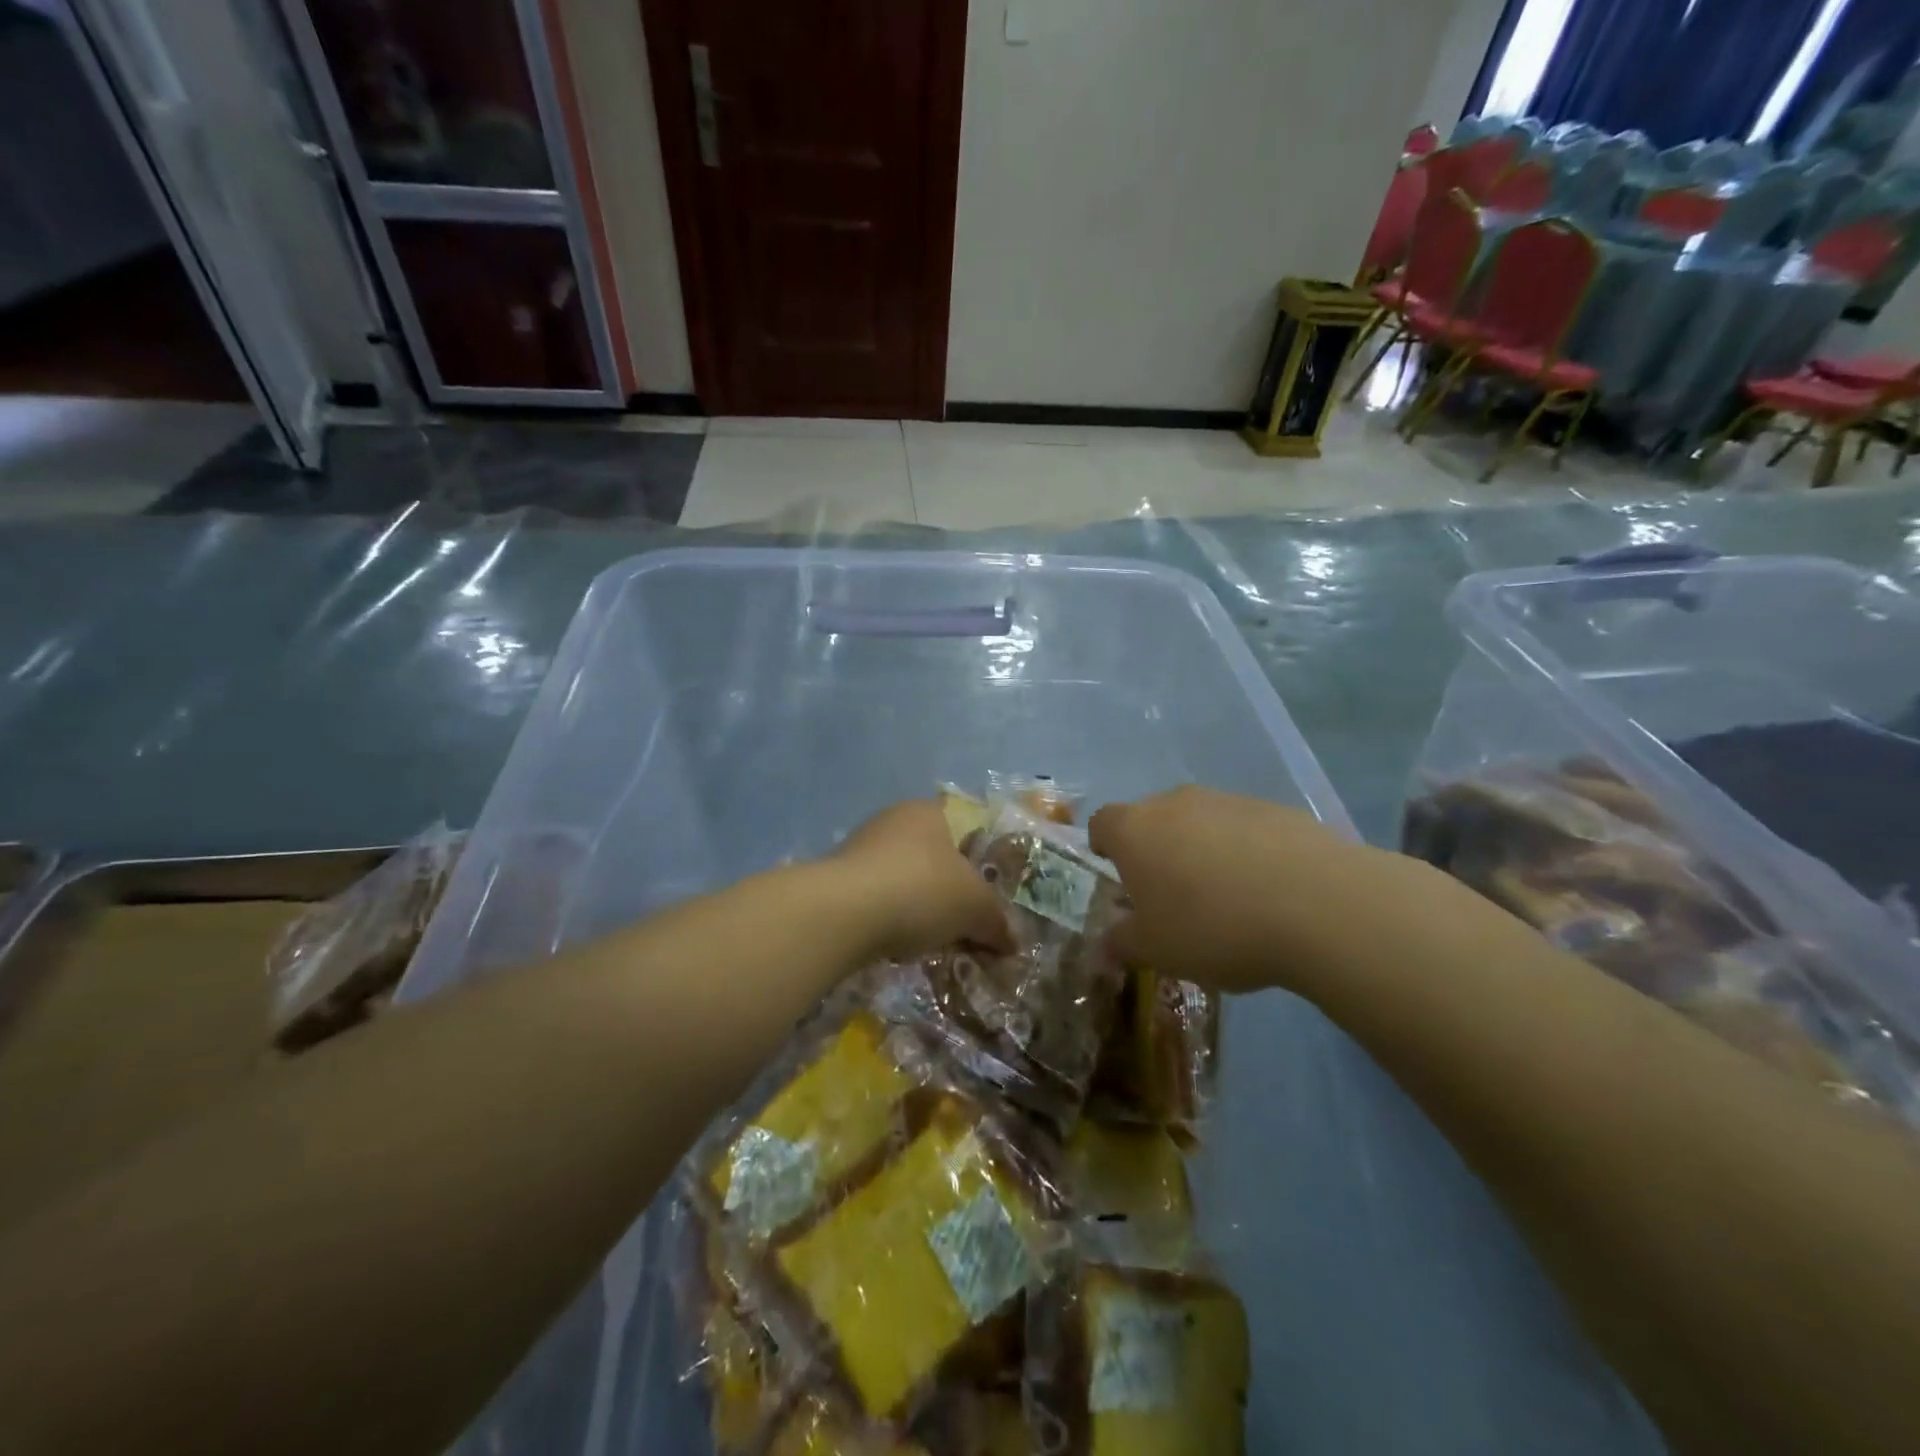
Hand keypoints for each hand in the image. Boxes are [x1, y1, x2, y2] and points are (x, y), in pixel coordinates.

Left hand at [827, 801, 1011, 961]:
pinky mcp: (839, 880)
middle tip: (969, 923)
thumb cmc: (922, 890)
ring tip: (936, 941)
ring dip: (921, 907)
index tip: (992, 894)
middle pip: (936, 856)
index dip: (983, 860)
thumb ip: (997, 921)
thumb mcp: (975, 908)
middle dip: (952, 891)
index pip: (966, 827)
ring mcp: (862, 848)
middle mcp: (895, 820)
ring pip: (906, 879)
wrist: (843, 913)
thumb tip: (1013, 942)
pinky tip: (899, 944)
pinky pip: (879, 899)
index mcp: (930, 811)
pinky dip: (893, 919)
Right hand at [1089, 786, 1439, 994]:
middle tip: (1170, 896)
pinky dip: (1245, 851)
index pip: (1102, 823)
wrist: (1316, 904)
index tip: (1118, 876)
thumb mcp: (1157, 950)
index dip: (1104, 847)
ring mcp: (1227, 800)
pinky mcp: (1274, 809)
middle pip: (1151, 819)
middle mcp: (1174, 803)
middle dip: (1155, 851)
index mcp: (1134, 829)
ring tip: (1225, 898)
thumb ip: (1123, 943)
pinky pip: (1244, 829)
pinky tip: (1267, 891)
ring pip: (1199, 821)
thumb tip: (1105, 947)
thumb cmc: (1213, 926)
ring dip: (1201, 850)